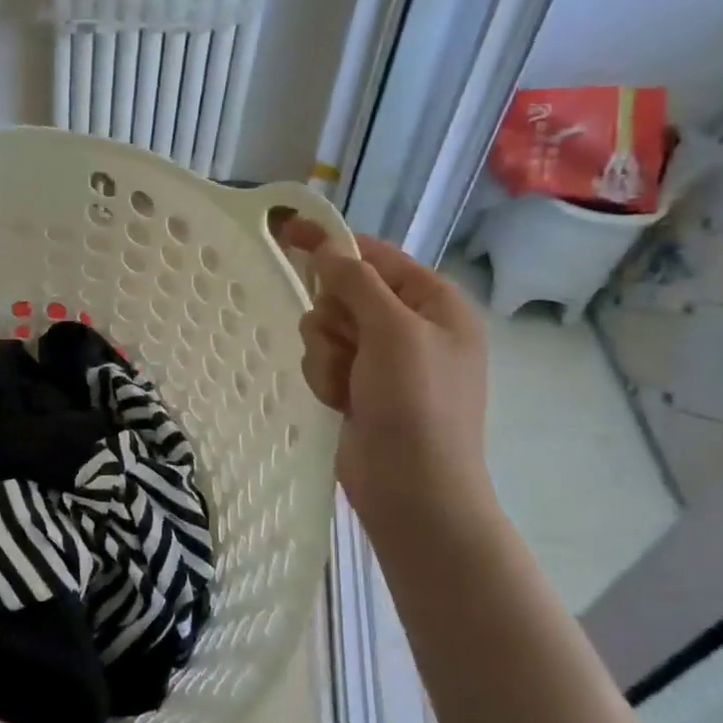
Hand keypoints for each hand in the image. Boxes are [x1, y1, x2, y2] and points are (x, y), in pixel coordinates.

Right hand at [276, 219, 491, 519]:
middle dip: (334, 318)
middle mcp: (410, 326)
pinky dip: (325, 378)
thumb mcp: (393, 331)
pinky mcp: (359, 387)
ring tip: (347, 385)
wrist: (413, 489)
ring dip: (327, 354)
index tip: (287, 232)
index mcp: (435, 302)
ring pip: (325, 328)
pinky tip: (340, 402)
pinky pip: (323, 360)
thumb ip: (356, 281)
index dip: (332, 245)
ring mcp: (384, 360)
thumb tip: (326, 248)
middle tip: (347, 345)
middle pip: (343, 292)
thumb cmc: (416, 403)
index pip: (375, 256)